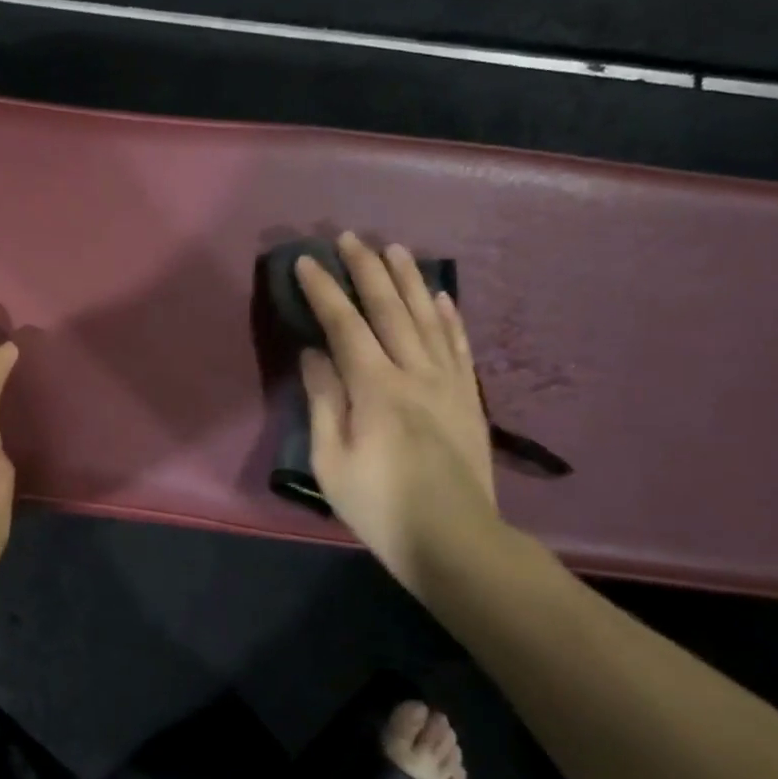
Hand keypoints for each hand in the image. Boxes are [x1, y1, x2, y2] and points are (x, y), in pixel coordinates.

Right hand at [295, 232, 498, 590]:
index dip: (324, 290)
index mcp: (375, 389)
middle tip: (351, 237)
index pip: (345, 325)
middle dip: (367, 269)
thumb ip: (323, 401)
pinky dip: (450, 316)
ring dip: (409, 280)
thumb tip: (313, 354)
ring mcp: (449, 383)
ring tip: (395, 249)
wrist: (456, 541)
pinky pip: (460, 345)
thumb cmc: (380, 506)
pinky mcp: (469, 397)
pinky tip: (442, 295)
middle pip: (390, 309)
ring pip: (428, 317)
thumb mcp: (331, 461)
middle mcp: (415, 373)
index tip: (307, 262)